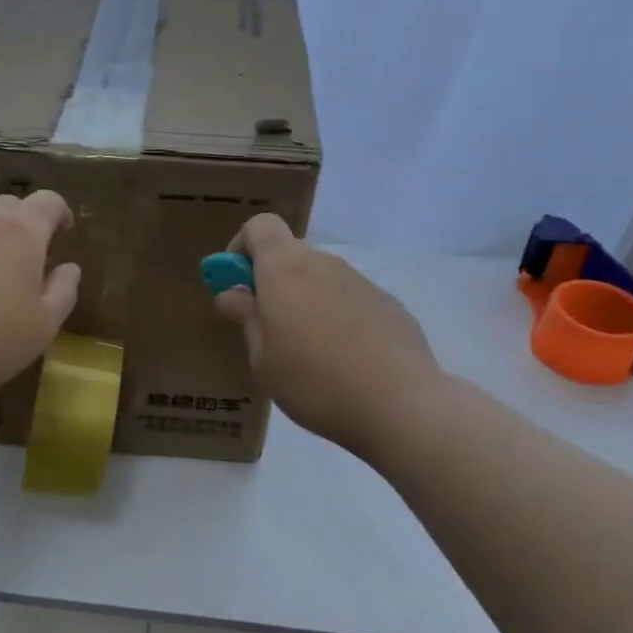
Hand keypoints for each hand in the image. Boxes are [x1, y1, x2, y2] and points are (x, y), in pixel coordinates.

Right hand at [213, 214, 441, 459]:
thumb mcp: (263, 360)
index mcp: (284, 270)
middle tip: (266, 327)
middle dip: (272, 281)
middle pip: (290, 253)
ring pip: (321, 278)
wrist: (400, 405)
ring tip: (306, 353)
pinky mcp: (389, 305)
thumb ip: (248, 320)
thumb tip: (232, 293)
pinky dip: (336, 317)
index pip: (260, 227)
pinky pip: (349, 300)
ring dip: (305, 300)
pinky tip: (343, 361)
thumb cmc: (314, 382)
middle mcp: (323, 265)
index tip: (236, 285)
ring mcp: (360, 282)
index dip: (242, 248)